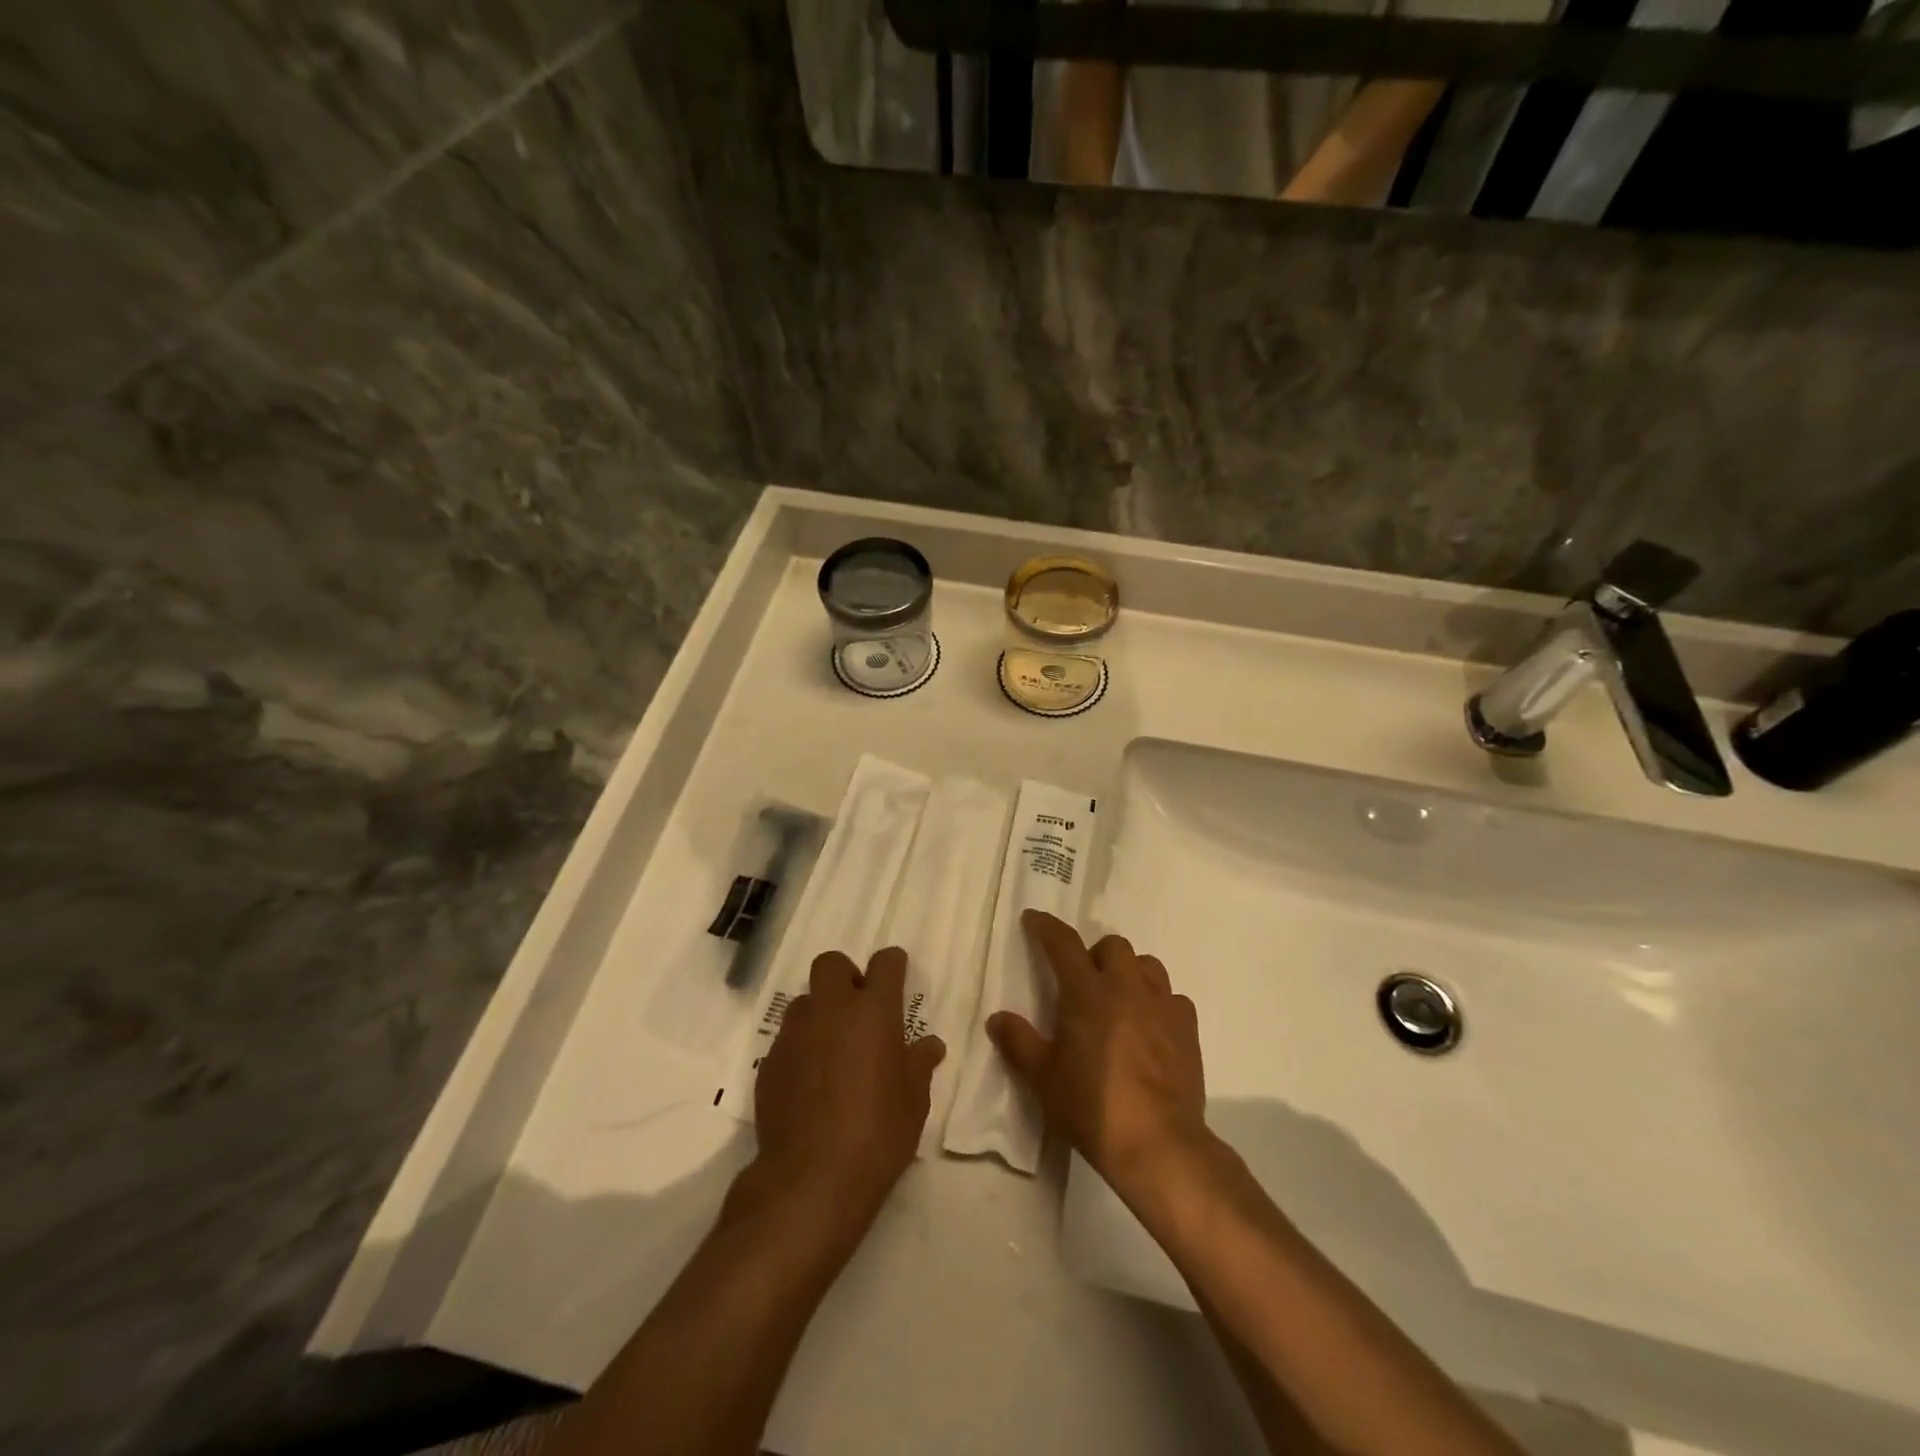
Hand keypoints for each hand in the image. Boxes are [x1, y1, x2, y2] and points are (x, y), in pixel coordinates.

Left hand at [750, 947, 945, 1227]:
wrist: (811, 1179)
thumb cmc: (877, 1133)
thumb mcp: (914, 1101)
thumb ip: (920, 1064)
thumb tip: (930, 1045)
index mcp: (873, 1011)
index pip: (885, 963)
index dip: (893, 965)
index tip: (897, 976)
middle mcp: (831, 1010)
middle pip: (831, 963)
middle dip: (846, 975)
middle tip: (859, 1008)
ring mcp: (794, 1034)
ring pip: (805, 1001)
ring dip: (820, 1012)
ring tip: (833, 1048)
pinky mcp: (768, 1062)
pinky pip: (787, 1039)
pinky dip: (801, 1048)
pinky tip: (810, 1082)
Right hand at [988, 911, 1210, 1199]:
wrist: (1159, 1143)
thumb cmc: (1092, 1107)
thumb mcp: (1043, 1079)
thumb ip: (1019, 1042)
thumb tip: (998, 1018)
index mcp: (1086, 992)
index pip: (1063, 943)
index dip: (1046, 927)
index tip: (1033, 919)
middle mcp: (1126, 987)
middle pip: (1113, 945)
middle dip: (1095, 954)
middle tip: (1083, 981)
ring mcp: (1161, 1005)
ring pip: (1147, 965)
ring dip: (1130, 972)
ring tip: (1119, 999)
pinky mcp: (1188, 1029)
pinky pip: (1173, 998)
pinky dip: (1159, 1003)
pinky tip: (1151, 1027)